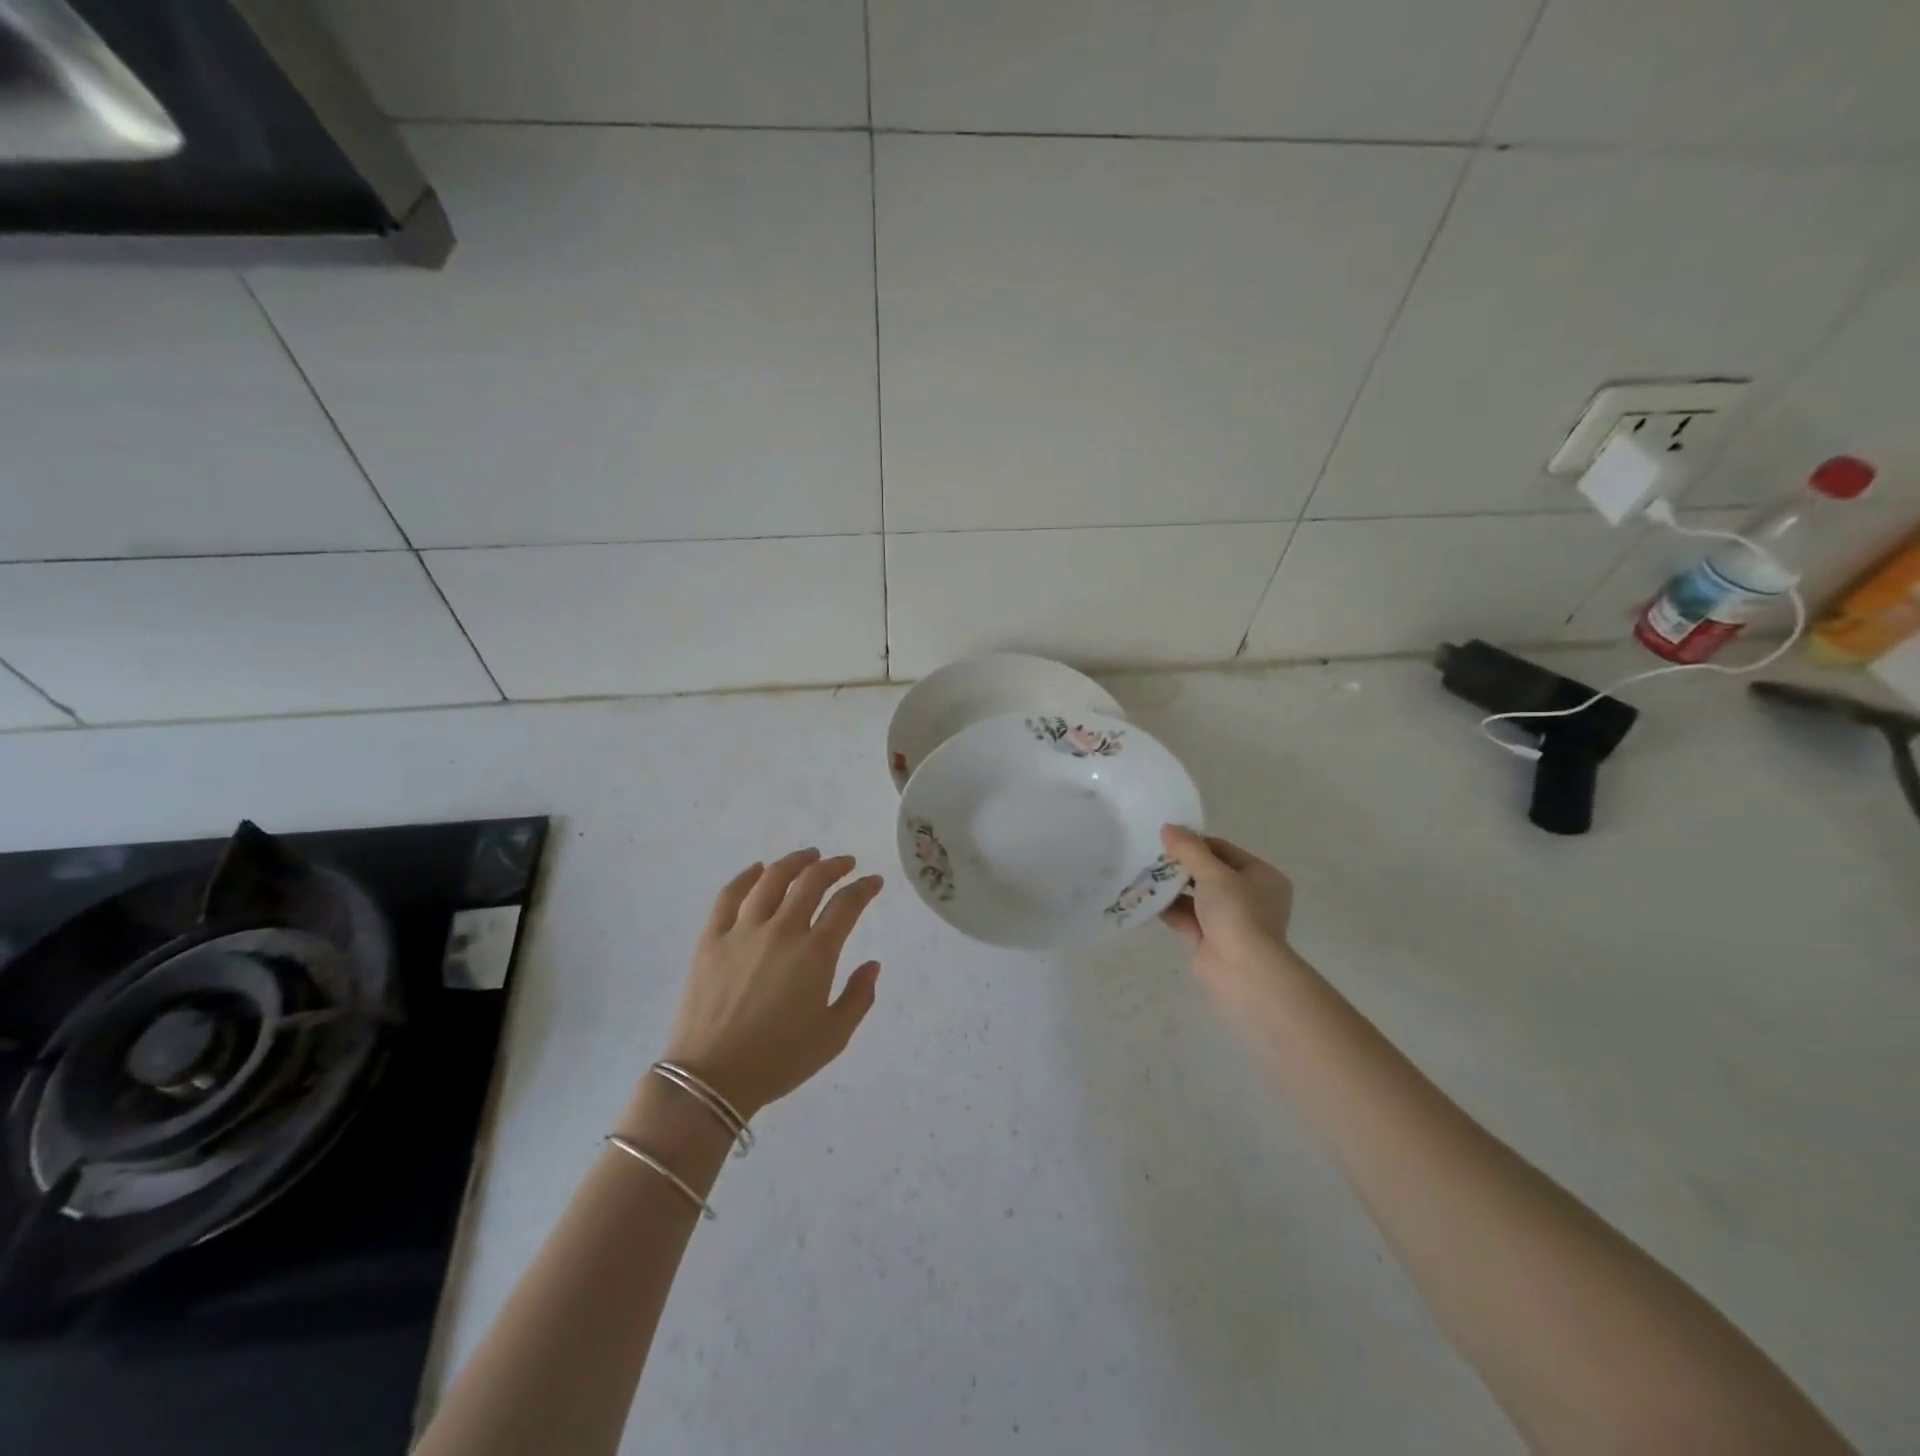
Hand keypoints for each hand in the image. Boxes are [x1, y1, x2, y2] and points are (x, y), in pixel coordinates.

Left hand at [659, 849, 882, 1118]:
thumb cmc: (779, 1060)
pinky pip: (729, 895)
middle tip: (845, 863)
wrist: (711, 1078)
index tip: (873, 882)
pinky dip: (746, 876)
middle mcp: (782, 930)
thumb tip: (872, 964)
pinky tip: (757, 870)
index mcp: (816, 953)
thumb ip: (859, 997)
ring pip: (772, 879)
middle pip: (812, 881)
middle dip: (834, 866)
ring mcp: (743, 930)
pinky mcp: (711, 938)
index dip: (864, 888)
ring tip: (808, 856)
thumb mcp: (834, 1037)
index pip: (847, 905)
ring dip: (794, 861)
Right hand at [1160, 826, 1296, 996]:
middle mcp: (1250, 897)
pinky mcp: (1212, 940)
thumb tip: (1168, 827)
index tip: (1167, 841)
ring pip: (1197, 897)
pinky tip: (1149, 900)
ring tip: (1145, 876)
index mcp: (1262, 876)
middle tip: (1153, 858)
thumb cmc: (1237, 913)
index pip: (1223, 850)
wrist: (1243, 971)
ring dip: (1173, 888)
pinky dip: (1171, 910)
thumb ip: (1189, 849)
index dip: (1195, 844)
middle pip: (1209, 873)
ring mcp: (1231, 920)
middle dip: (1181, 867)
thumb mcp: (1212, 873)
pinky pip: (1189, 918)